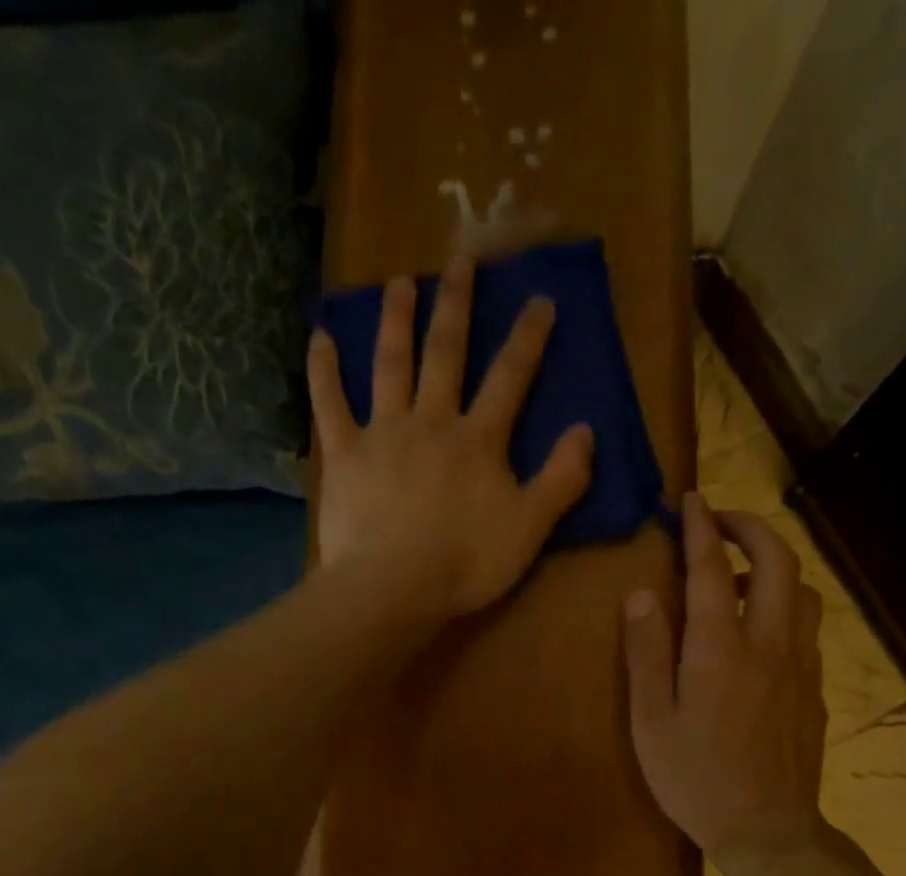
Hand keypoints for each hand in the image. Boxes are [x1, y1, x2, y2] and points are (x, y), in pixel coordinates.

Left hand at [308, 256, 594, 622]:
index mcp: (478, 440)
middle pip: (446, 353)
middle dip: (456, 304)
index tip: (538, 298)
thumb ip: (561, 480)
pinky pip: (329, 404)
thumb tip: (587, 431)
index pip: (510, 377)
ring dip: (395, 320)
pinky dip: (323, 370)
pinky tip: (318, 337)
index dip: (527, 338)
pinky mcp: (344, 454)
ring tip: (397, 282)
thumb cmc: (465, 564)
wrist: (393, 588)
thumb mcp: (530, 529)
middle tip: (459, 257)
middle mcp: (431, 421)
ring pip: (390, 364)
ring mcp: (383, 433)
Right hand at [623, 495, 828, 875]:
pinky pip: (806, 628)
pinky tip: (760, 633)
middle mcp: (770, 644)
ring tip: (739, 579)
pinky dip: (783, 607)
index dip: (700, 528)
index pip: (712, 569)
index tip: (690, 501)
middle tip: (721, 523)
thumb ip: (646, 653)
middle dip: (751, 528)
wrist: (767, 831)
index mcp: (721, 649)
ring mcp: (801, 666)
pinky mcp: (815, 689)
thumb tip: (641, 594)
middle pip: (778, 562)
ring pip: (802, 592)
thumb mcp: (651, 721)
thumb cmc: (694, 779)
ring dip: (773, 568)